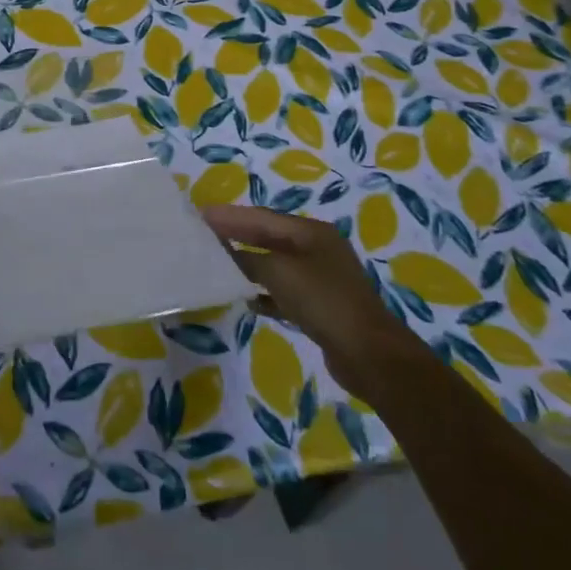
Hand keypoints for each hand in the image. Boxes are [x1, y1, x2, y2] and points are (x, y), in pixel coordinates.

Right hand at [202, 205, 414, 387]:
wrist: (370, 356)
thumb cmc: (324, 302)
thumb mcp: (281, 273)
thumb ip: (249, 260)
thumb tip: (226, 254)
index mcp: (311, 232)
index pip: (262, 217)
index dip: (230, 216)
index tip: (200, 214)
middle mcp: (317, 249)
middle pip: (269, 237)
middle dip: (237, 235)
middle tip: (204, 234)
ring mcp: (321, 279)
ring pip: (275, 265)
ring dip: (248, 264)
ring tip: (217, 263)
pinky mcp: (320, 308)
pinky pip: (284, 292)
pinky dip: (264, 292)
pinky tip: (246, 299)